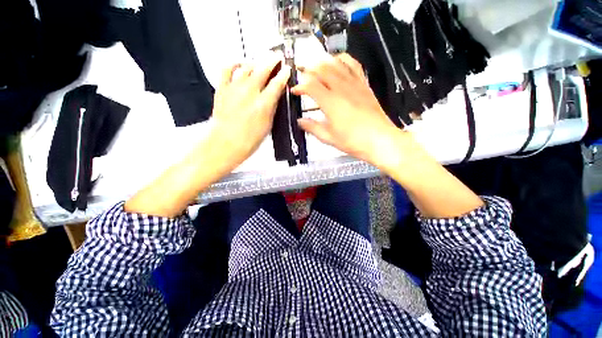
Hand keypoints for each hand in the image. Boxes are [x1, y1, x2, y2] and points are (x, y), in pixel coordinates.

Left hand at [211, 52, 290, 165]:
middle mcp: (250, 92)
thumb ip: (272, 108)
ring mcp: (234, 88)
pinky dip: (234, 64)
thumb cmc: (248, 140)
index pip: (277, 83)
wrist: (226, 143)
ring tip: (259, 62)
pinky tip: (238, 64)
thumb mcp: (268, 126)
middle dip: (271, 60)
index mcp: (263, 104)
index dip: (284, 74)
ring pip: (247, 66)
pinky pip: (227, 69)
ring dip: (255, 62)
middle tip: (276, 57)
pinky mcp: (222, 89)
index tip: (286, 69)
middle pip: (263, 69)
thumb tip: (274, 97)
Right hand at [292, 53, 400, 165]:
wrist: (379, 140)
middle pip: (322, 69)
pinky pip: (354, 65)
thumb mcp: (329, 138)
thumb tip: (300, 121)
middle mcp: (341, 89)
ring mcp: (354, 85)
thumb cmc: (353, 141)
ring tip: (315, 63)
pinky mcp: (364, 85)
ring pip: (337, 63)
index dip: (300, 85)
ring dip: (323, 61)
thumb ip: (313, 127)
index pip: (311, 86)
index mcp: (331, 103)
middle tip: (300, 70)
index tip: (295, 90)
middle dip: (308, 68)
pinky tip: (338, 60)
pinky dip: (343, 59)